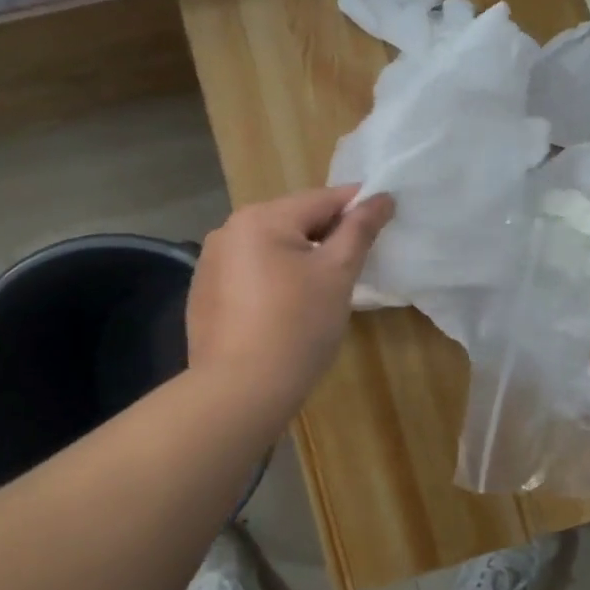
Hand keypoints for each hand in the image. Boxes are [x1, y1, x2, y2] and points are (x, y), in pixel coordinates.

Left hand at [188, 186, 394, 412]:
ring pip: (270, 247)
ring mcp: (210, 263)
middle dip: (326, 235)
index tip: (385, 218)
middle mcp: (229, 230)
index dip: (358, 206)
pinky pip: (249, 273)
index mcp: (261, 218)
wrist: (240, 392)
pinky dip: (273, 280)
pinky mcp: (204, 294)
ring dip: (299, 257)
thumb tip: (381, 197)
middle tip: (355, 262)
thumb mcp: (337, 274)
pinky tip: (285, 310)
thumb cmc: (298, 326)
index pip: (322, 199)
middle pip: (293, 220)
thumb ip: (359, 230)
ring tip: (322, 289)